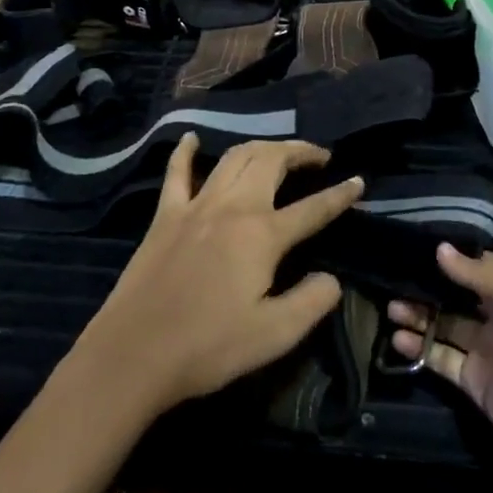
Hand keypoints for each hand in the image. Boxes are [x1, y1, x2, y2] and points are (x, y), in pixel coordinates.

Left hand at [78, 135, 362, 415]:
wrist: (133, 354)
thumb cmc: (209, 347)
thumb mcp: (275, 335)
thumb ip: (312, 301)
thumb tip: (331, 278)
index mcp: (262, 235)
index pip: (313, 208)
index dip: (340, 194)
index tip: (359, 181)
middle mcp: (232, 208)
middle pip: (271, 162)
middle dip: (299, 152)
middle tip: (318, 156)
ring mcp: (195, 206)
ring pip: (233, 158)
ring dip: (260, 147)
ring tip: (278, 152)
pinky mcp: (164, 216)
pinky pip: (176, 173)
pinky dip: (186, 152)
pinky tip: (192, 138)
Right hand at [389, 245, 492, 492]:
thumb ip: (481, 274)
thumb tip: (441, 249)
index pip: (483, 265)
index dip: (453, 256)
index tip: (416, 244)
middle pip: (461, 295)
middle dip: (430, 286)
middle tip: (392, 278)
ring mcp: (492, 353)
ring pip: (448, 326)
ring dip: (420, 315)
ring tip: (389, 307)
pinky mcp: (478, 386)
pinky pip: (444, 359)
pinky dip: (421, 348)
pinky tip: (398, 339)